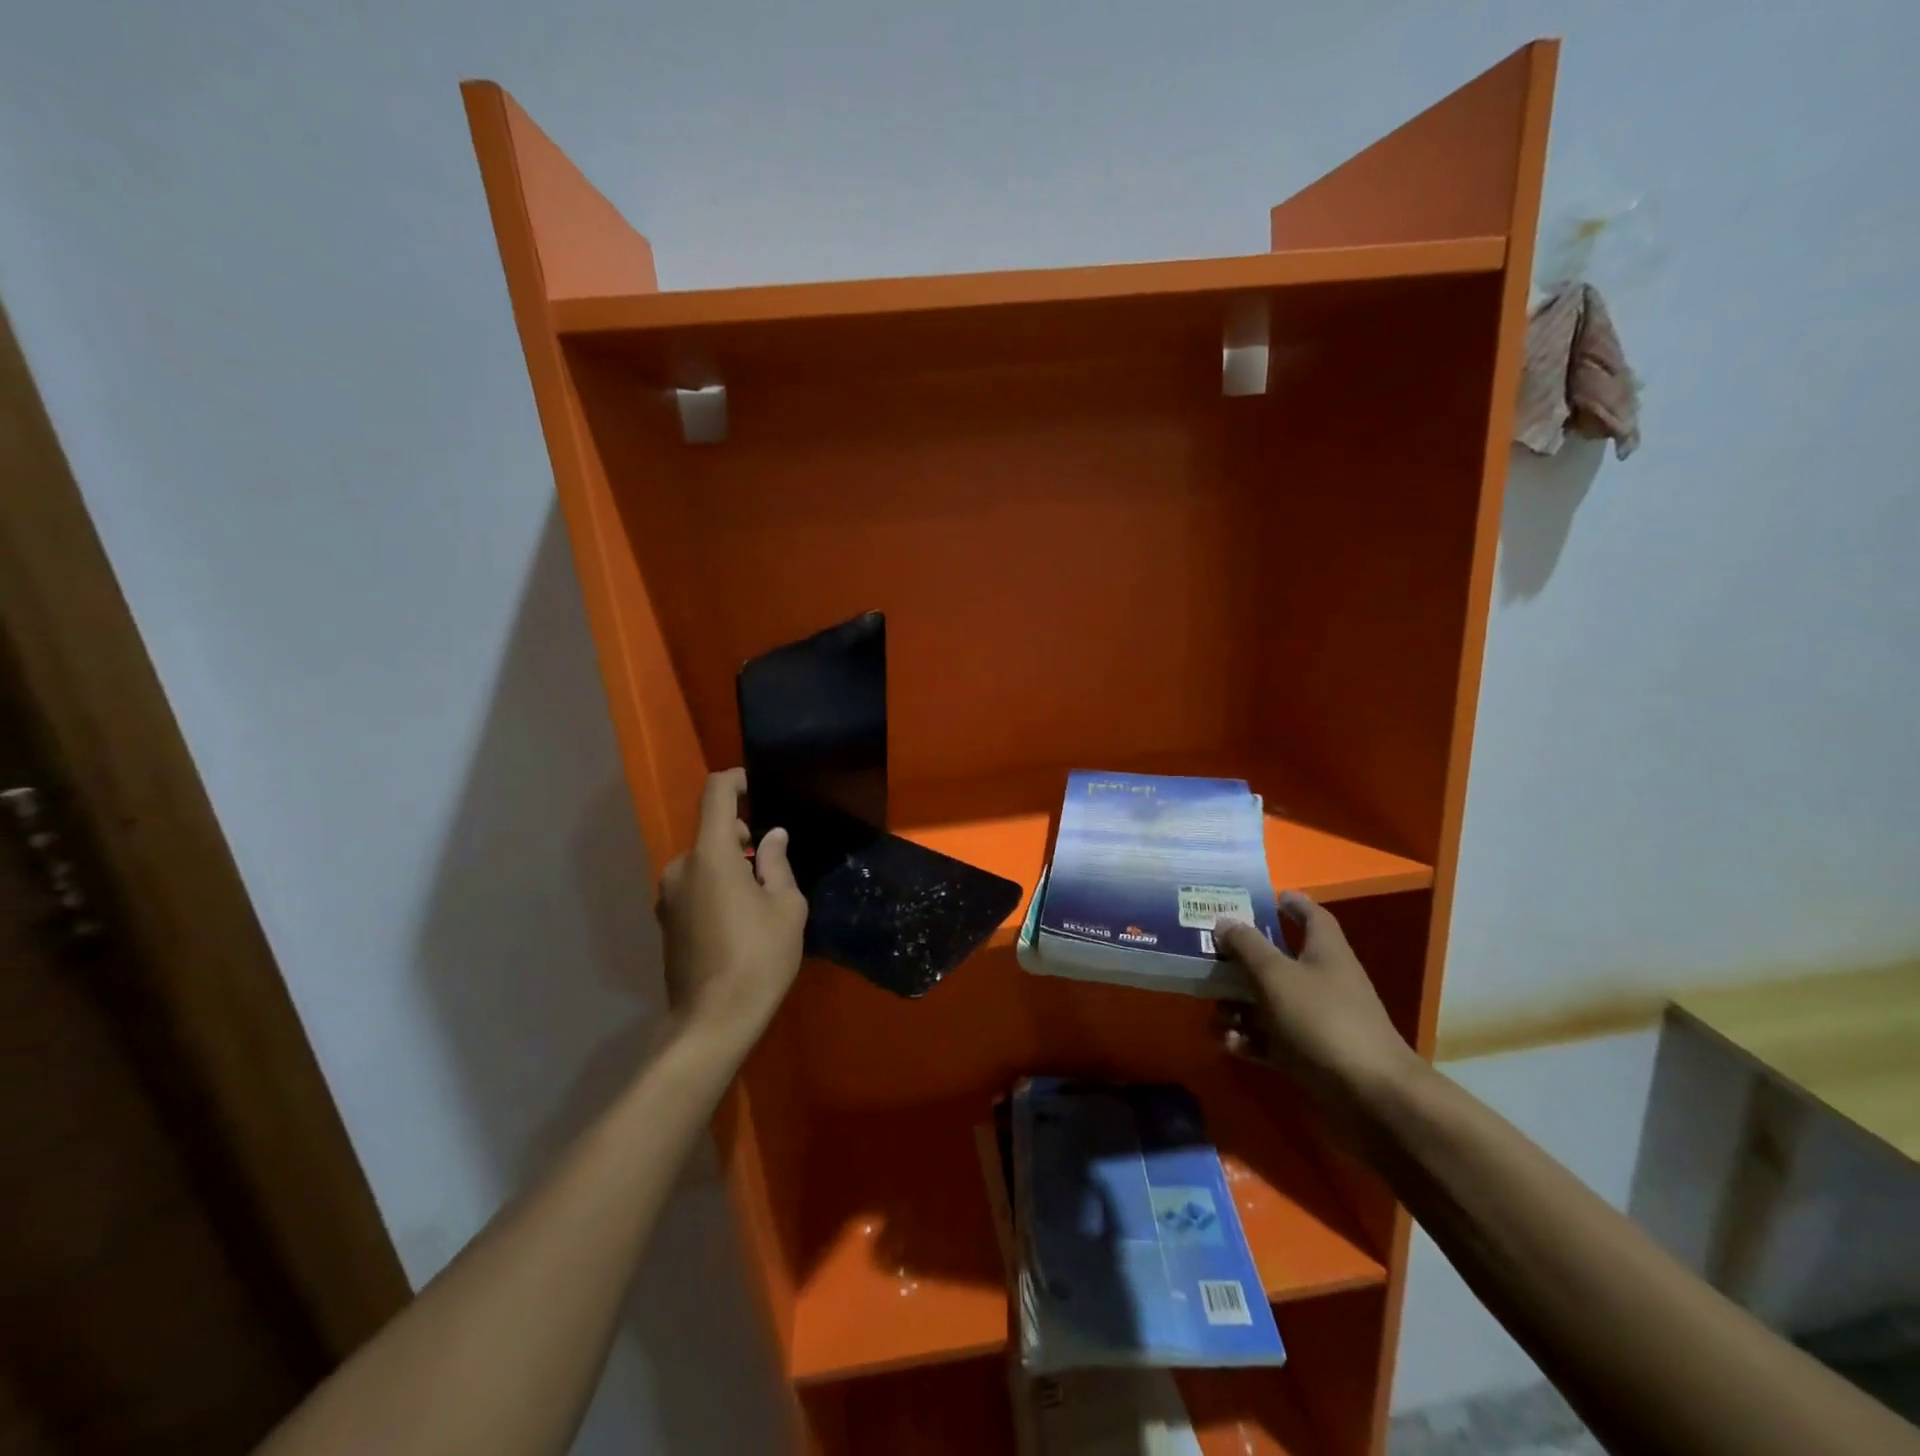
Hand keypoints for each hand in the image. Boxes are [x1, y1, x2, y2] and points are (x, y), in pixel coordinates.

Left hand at [657, 770, 807, 1053]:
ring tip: (758, 899)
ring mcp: (667, 896)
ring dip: (728, 867)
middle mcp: (680, 867)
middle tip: (771, 866)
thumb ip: (776, 863)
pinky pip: (694, 887)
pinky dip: (715, 888)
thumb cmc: (759, 957)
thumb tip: (771, 837)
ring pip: (703, 863)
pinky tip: (737, 921)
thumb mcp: (786, 906)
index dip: (735, 781)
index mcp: (710, 855)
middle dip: (740, 838)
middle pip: (711, 833)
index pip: (715, 794)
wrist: (712, 1021)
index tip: (755, 784)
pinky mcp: (665, 922)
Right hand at [1215, 892, 1420, 1108]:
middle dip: (1242, 961)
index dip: (1290, 903)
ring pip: (1268, 1002)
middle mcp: (1322, 980)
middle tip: (1209, 958)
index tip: (1261, 897)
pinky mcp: (1309, 1054)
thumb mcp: (1276, 976)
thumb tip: (1224, 920)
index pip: (1311, 915)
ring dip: (1237, 1006)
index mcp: (1325, 951)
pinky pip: (1270, 1038)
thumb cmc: (1323, 1020)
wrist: (1370, 1097)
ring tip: (1214, 1014)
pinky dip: (1248, 1039)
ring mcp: (1316, 1019)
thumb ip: (1247, 946)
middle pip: (1278, 960)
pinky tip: (1229, 1043)